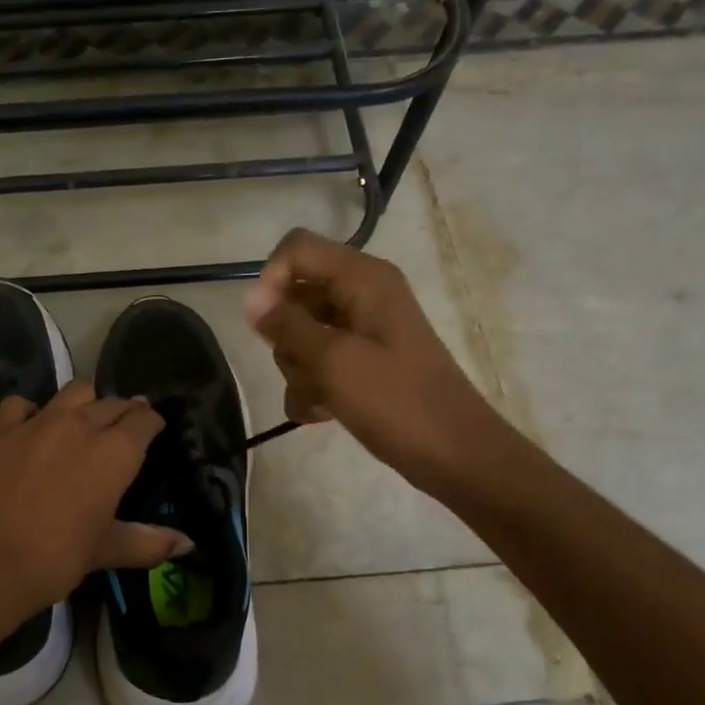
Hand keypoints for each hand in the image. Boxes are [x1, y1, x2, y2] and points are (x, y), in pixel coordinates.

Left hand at [0, 381, 191, 617]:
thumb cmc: (58, 557)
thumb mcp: (107, 550)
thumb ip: (149, 542)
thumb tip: (188, 544)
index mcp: (115, 452)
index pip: (144, 419)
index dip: (151, 422)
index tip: (152, 430)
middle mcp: (81, 425)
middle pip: (112, 402)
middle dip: (122, 412)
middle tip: (122, 430)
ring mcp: (38, 422)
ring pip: (73, 392)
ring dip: (85, 403)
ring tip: (82, 422)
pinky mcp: (1, 429)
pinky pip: (21, 404)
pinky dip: (31, 411)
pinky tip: (31, 427)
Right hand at [246, 228, 506, 491]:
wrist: (454, 455)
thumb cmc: (397, 402)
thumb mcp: (334, 361)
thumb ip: (287, 326)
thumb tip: (250, 298)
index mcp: (363, 279)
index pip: (296, 249)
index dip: (271, 280)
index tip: (264, 325)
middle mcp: (361, 295)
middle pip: (294, 297)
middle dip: (287, 340)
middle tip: (308, 370)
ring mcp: (361, 331)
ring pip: (300, 336)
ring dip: (300, 371)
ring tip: (322, 400)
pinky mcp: (360, 363)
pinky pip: (317, 363)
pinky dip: (313, 388)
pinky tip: (323, 414)